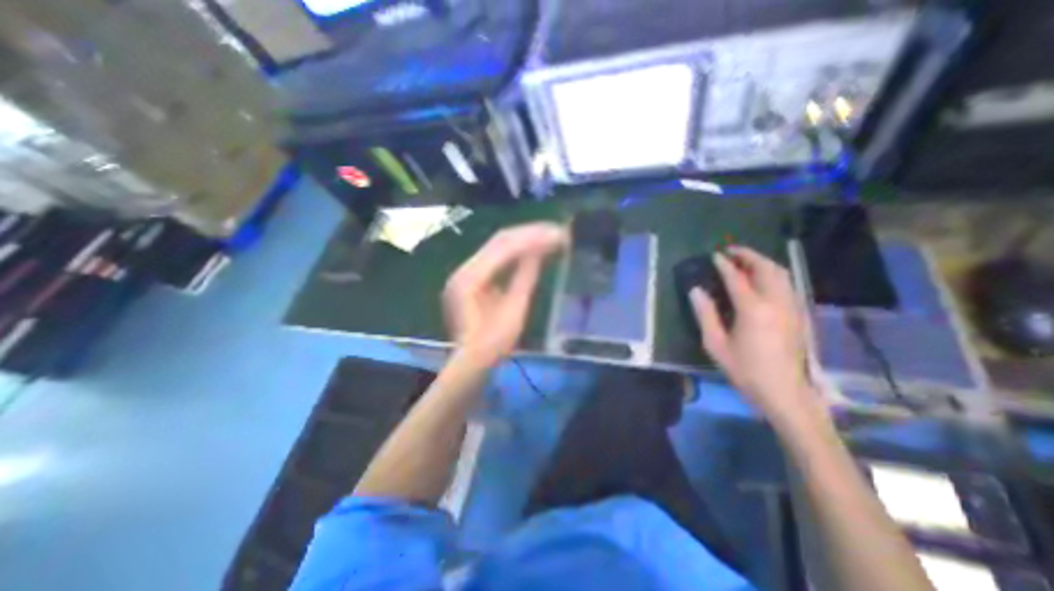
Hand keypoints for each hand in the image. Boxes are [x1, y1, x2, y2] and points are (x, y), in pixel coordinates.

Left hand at [441, 221, 567, 366]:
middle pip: (499, 240)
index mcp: (471, 278)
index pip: (504, 247)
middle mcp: (464, 268)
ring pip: (497, 245)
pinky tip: (531, 248)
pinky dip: (515, 251)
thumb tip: (539, 252)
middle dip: (529, 233)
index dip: (533, 238)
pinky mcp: (471, 277)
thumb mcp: (514, 310)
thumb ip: (525, 277)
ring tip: (548, 234)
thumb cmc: (494, 343)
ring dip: (523, 238)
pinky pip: (495, 256)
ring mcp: (466, 271)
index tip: (557, 234)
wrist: (472, 361)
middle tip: (556, 230)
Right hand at [689, 246, 826, 426]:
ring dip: (763, 262)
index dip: (724, 264)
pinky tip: (763, 279)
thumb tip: (696, 291)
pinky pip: (788, 284)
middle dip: (749, 255)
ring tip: (745, 260)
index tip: (714, 255)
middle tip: (731, 251)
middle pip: (766, 268)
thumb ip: (705, 315)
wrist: (785, 393)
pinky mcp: (799, 314)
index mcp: (753, 310)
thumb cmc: (745, 370)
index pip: (737, 278)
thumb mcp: (716, 345)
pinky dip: (774, 274)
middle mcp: (777, 303)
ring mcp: (792, 307)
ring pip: (781, 274)